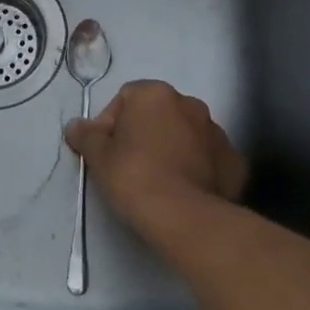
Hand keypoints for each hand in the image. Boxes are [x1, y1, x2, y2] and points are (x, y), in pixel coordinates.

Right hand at [65, 80, 246, 232]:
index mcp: (156, 94)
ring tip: (159, 179)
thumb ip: (85, 135)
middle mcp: (190, 103)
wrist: (183, 216)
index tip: (107, 150)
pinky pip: (208, 158)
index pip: (126, 98)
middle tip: (130, 164)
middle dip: (144, 133)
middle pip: (158, 113)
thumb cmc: (134, 176)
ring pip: (185, 134)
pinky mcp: (234, 161)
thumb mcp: (98, 156)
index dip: (111, 123)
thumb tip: (75, 126)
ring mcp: (216, 131)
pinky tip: (185, 189)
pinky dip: (198, 167)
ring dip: (172, 148)